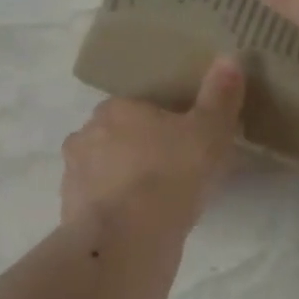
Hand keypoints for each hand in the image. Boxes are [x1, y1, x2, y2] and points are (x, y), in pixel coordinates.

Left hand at [61, 57, 245, 228]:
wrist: (126, 241)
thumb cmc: (170, 176)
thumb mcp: (208, 133)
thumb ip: (219, 97)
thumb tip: (229, 58)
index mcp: (115, 109)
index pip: (138, 108)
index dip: (161, 124)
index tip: (182, 144)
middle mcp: (86, 135)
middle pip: (116, 138)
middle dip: (138, 152)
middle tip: (172, 175)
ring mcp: (73, 175)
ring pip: (103, 171)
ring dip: (122, 182)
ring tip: (154, 205)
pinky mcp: (69, 212)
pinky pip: (97, 205)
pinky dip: (113, 211)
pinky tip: (136, 227)